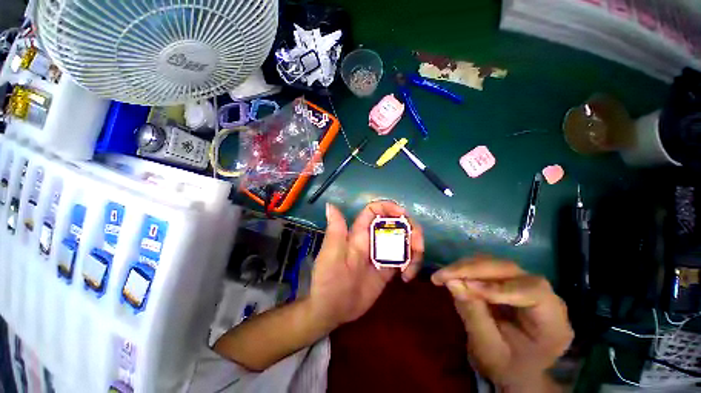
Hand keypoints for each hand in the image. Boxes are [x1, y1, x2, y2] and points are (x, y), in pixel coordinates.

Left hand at [309, 201, 424, 326]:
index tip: (403, 215)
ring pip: (403, 241)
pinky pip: (404, 260)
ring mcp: (381, 254)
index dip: (389, 207)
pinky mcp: (387, 269)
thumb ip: (335, 229)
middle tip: (418, 246)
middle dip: (410, 229)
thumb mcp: (331, 253)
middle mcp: (372, 240)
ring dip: (414, 248)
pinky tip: (407, 277)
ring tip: (411, 267)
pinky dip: (411, 264)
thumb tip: (330, 204)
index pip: (375, 211)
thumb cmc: (328, 279)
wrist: (332, 310)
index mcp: (359, 233)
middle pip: (395, 224)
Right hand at [432, 257, 572, 391]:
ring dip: (466, 266)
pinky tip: (452, 275)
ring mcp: (526, 285)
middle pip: (510, 270)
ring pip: (495, 263)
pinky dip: (467, 268)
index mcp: (553, 322)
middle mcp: (545, 297)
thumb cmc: (506, 367)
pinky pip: (487, 266)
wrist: (514, 369)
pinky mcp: (510, 281)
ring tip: (443, 275)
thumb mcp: (489, 350)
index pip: (534, 291)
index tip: (468, 287)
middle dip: (473, 270)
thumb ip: (473, 316)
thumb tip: (452, 282)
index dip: (500, 286)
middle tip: (443, 274)